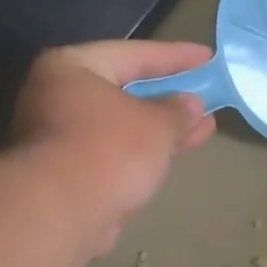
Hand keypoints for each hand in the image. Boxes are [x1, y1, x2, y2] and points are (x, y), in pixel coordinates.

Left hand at [13, 40, 216, 255]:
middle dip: (169, 96)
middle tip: (205, 95)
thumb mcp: (157, 125)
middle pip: (124, 90)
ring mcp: (59, 137)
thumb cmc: (109, 150)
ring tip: (202, 128)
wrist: (60, 213)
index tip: (208, 58)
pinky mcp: (67, 173)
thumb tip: (190, 104)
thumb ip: (177, 111)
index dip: (176, 56)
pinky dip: (144, 152)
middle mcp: (58, 96)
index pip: (133, 54)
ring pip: (122, 125)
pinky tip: (173, 156)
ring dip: (161, 128)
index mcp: (72, 68)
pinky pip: (115, 152)